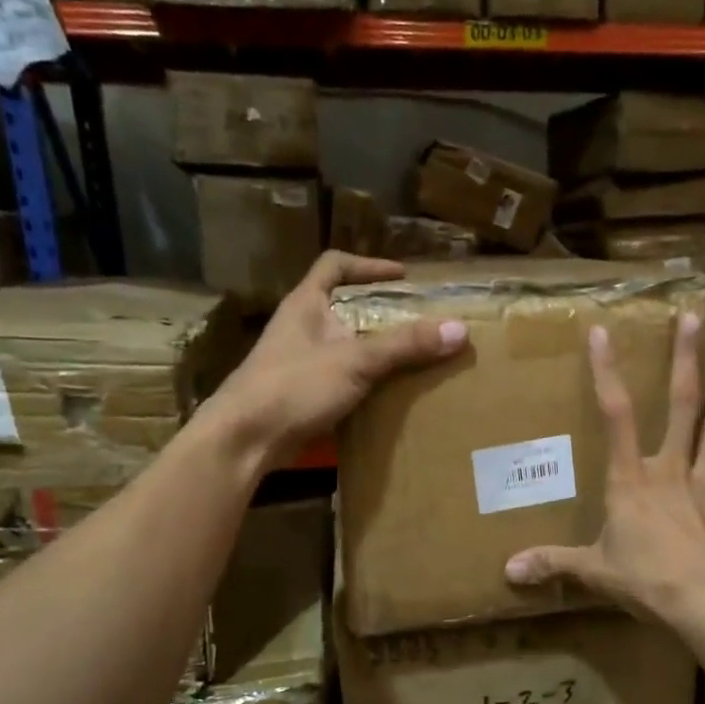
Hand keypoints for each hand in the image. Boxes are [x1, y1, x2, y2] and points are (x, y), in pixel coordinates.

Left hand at [209, 251, 466, 469]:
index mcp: (306, 303)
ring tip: (411, 356)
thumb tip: (459, 329)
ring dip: (374, 348)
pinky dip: (364, 380)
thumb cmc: (295, 386)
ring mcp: (298, 361)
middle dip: (381, 311)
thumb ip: (405, 345)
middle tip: (418, 320)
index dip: (369, 266)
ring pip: (343, 344)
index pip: (335, 265)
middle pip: (344, 306)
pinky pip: (340, 377)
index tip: (403, 277)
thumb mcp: (355, 361)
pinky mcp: (300, 394)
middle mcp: (300, 326)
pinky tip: (387, 393)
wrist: (245, 438)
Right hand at [504, 313, 704, 624]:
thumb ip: (554, 564)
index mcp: (631, 479)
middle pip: (681, 406)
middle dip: (685, 361)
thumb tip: (508, 571)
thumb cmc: (647, 578)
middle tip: (694, 319)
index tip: (603, 332)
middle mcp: (670, 471)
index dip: (607, 372)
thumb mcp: (593, 571)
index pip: (615, 414)